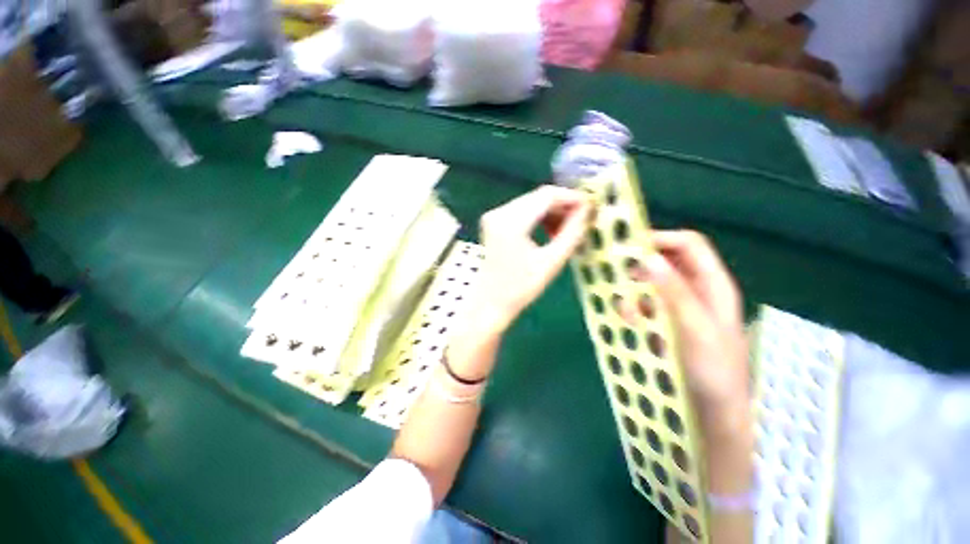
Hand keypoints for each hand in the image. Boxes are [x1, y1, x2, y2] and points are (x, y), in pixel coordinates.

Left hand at [476, 185, 592, 331]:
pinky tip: (550, 232)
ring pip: (532, 202)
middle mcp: (499, 212)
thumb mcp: (552, 262)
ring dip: (552, 212)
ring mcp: (494, 215)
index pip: (547, 195)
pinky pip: (523, 210)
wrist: (491, 302)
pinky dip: (539, 217)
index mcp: (511, 223)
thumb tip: (587, 210)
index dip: (572, 198)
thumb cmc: (521, 288)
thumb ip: (572, 233)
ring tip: (565, 232)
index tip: (590, 208)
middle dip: (563, 206)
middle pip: (539, 197)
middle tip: (581, 221)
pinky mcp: (494, 221)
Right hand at [625, 231, 749, 434]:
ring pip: (651, 284)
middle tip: (617, 277)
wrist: (713, 412)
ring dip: (634, 292)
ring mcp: (680, 306)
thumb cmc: (714, 370)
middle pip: (666, 262)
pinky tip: (630, 323)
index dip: (661, 238)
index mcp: (713, 284)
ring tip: (626, 312)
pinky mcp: (666, 322)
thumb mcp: (695, 328)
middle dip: (640, 268)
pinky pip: (645, 304)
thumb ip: (673, 292)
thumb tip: (648, 257)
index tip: (628, 246)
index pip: (688, 245)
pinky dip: (633, 308)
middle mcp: (696, 290)